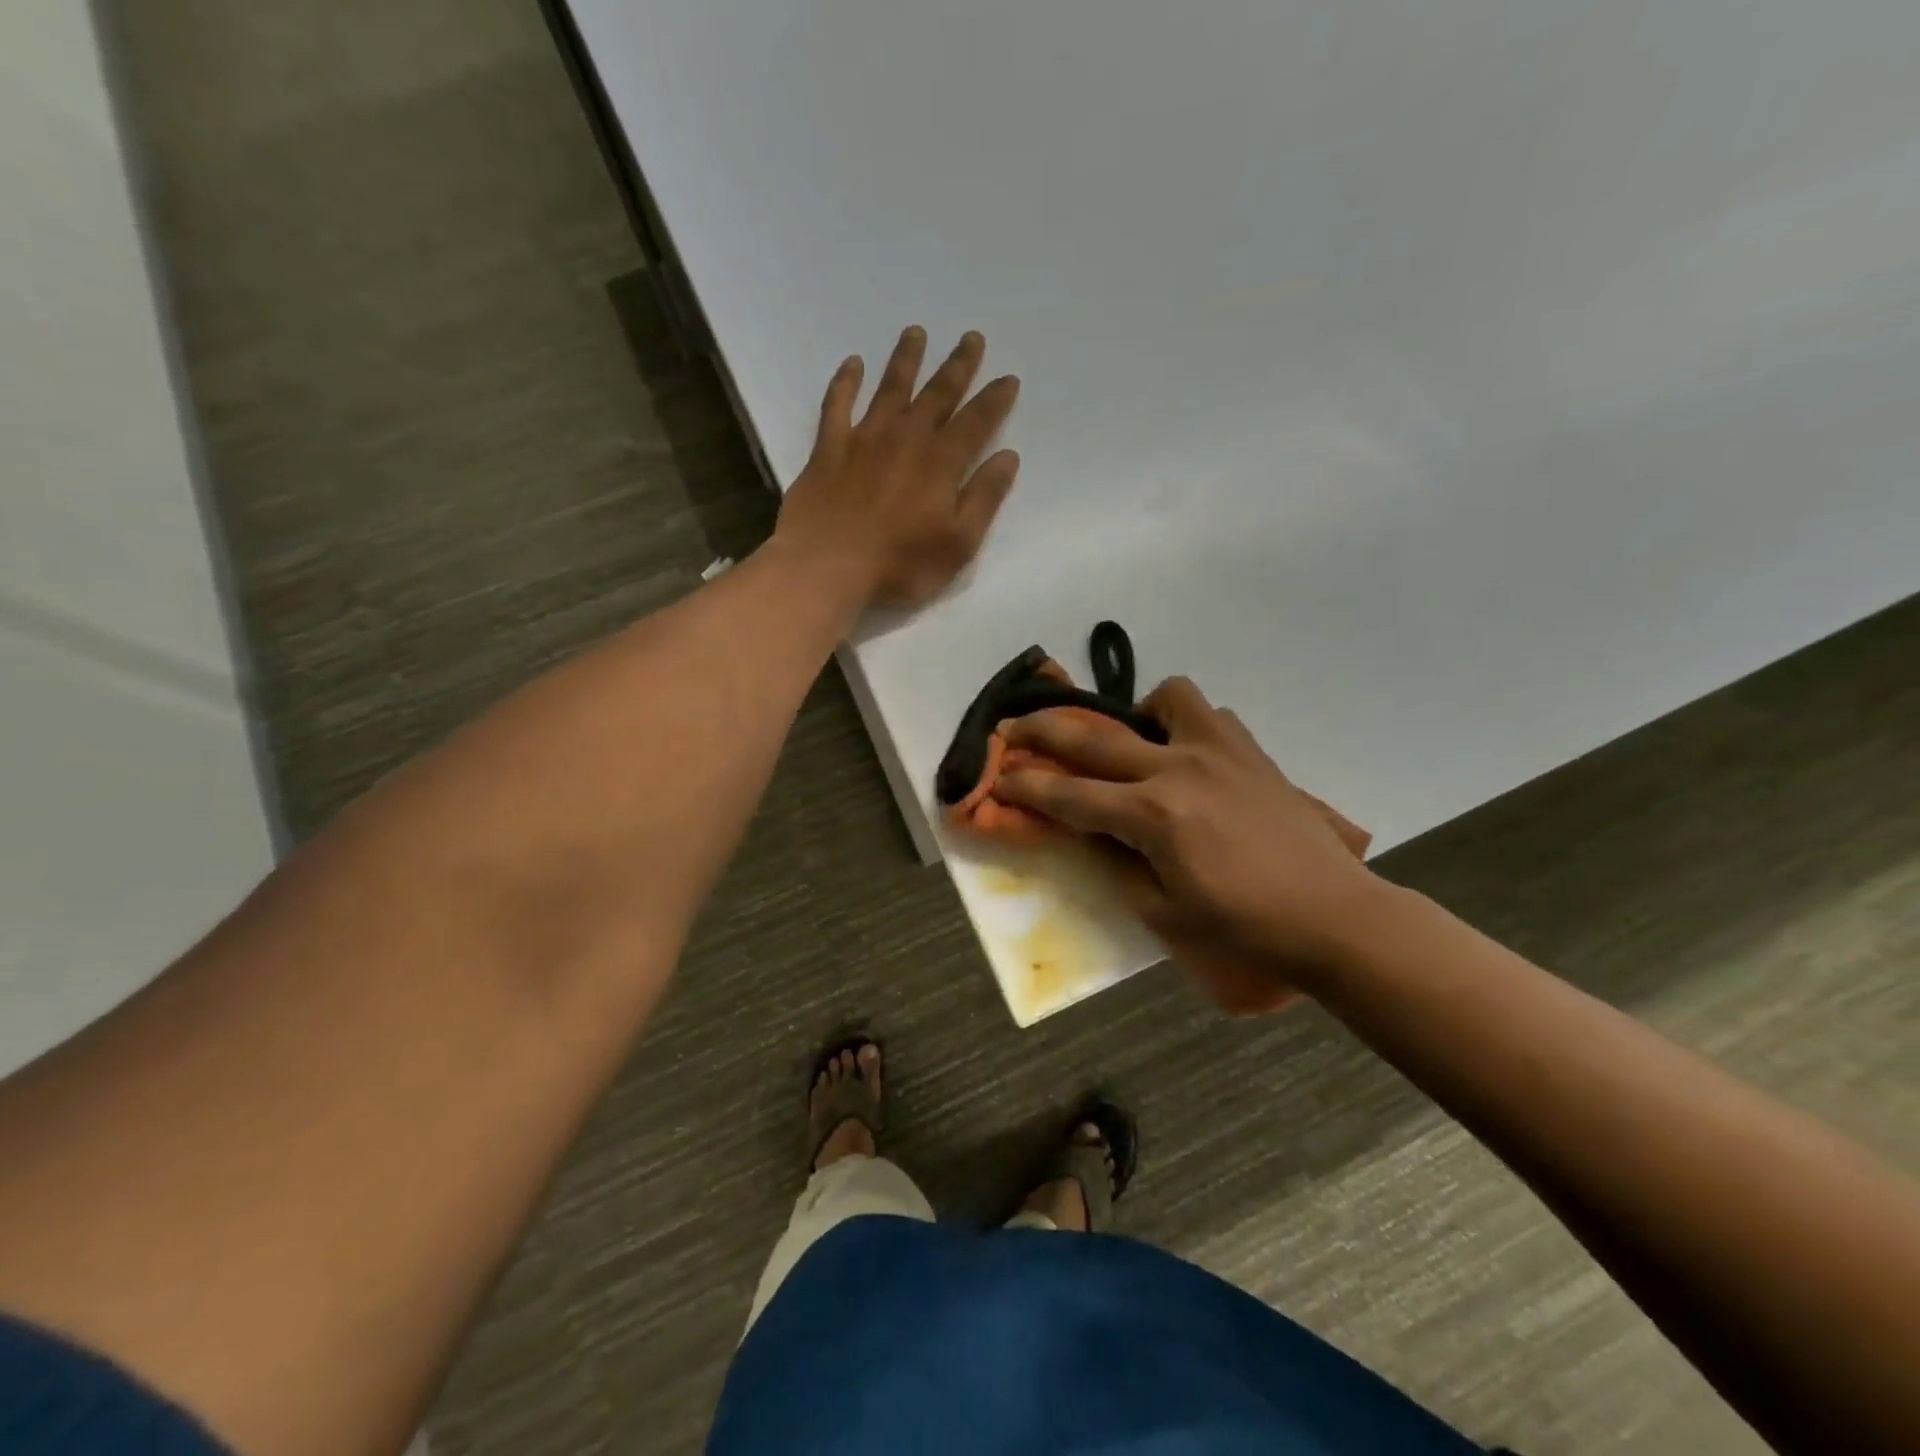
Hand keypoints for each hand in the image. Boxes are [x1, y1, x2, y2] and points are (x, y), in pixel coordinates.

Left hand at [776, 326, 1020, 609]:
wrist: (827, 567)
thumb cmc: (900, 565)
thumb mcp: (958, 543)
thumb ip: (984, 498)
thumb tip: (1008, 457)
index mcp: (941, 462)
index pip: (976, 421)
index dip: (994, 399)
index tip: (1008, 378)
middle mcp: (906, 438)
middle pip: (937, 394)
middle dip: (957, 366)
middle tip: (971, 337)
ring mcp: (864, 439)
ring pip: (890, 388)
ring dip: (905, 359)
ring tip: (915, 332)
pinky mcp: (829, 449)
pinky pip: (838, 405)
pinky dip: (845, 382)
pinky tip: (852, 364)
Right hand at [996, 679, 1380, 1005]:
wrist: (1332, 915)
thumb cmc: (1243, 927)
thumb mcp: (1163, 912)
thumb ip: (1116, 865)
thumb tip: (1089, 834)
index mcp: (1153, 815)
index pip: (1070, 795)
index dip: (1026, 785)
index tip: (996, 775)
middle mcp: (1178, 769)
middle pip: (1096, 738)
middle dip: (1045, 729)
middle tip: (1015, 726)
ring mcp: (1219, 752)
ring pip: (1166, 698)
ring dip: (1137, 714)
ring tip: (1138, 744)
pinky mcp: (1250, 752)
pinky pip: (1210, 715)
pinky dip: (1187, 725)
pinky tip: (1190, 759)